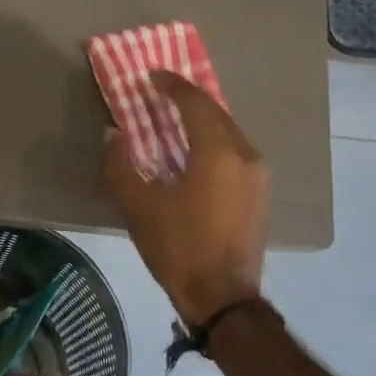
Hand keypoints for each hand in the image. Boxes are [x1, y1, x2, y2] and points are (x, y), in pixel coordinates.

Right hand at [103, 70, 269, 325]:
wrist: (223, 299)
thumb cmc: (179, 249)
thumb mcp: (139, 208)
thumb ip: (121, 165)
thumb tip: (115, 136)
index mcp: (218, 152)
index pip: (195, 103)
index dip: (172, 85)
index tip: (152, 77)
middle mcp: (245, 154)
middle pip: (216, 112)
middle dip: (188, 100)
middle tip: (160, 95)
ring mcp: (258, 174)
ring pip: (228, 131)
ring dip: (202, 121)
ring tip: (175, 122)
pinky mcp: (260, 193)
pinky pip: (236, 151)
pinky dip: (214, 141)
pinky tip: (195, 153)